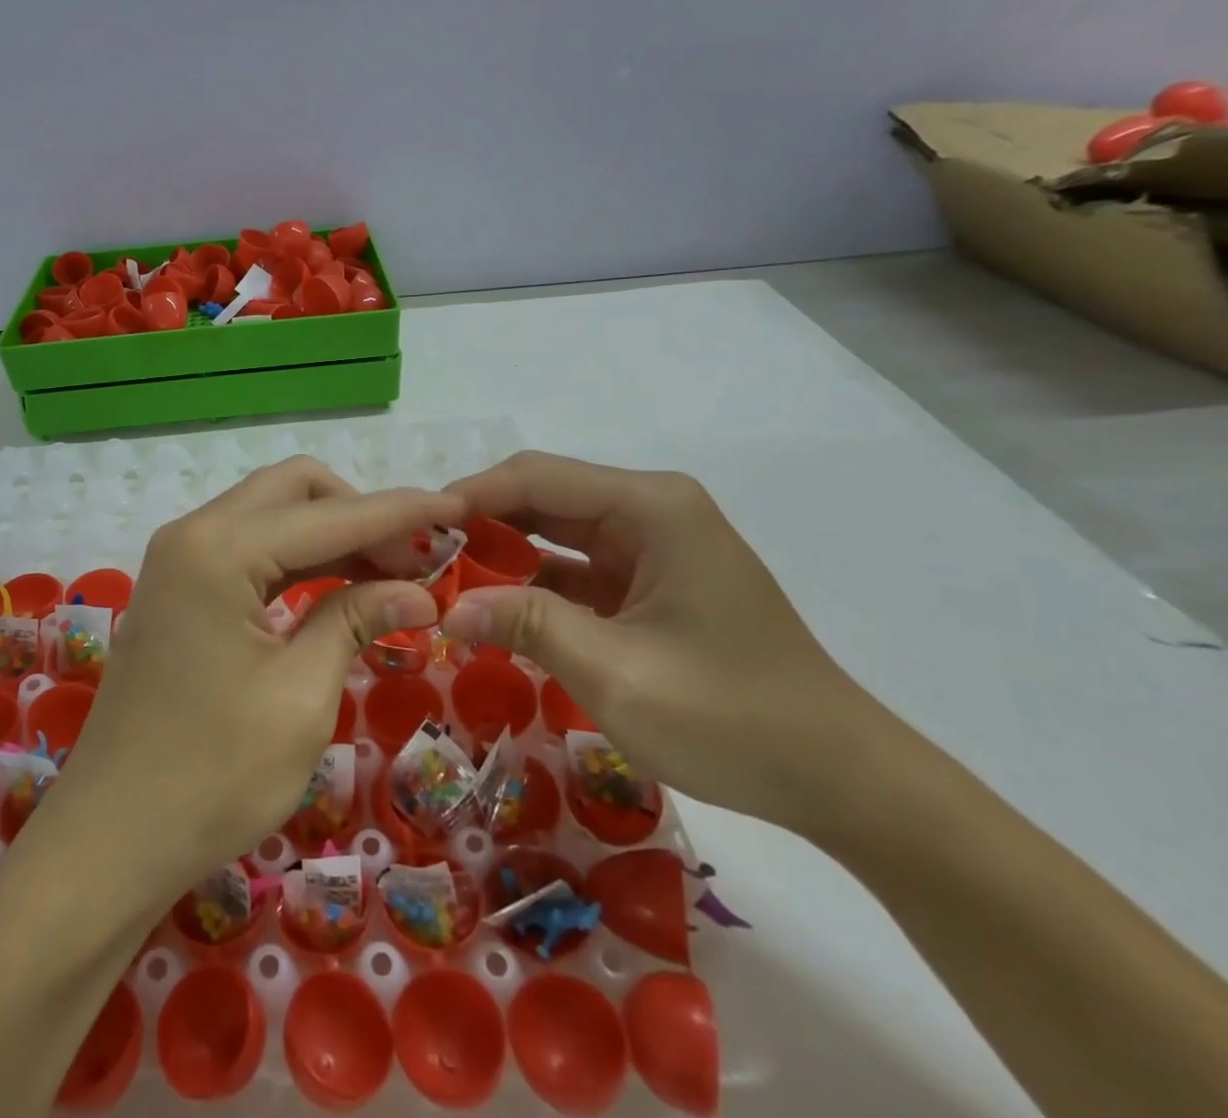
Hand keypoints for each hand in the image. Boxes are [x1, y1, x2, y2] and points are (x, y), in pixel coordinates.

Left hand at [53, 457, 458, 899]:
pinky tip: (340, 586)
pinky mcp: (178, 588)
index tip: (460, 509)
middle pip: (294, 491)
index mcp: (219, 549)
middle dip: (361, 512)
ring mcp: (179, 559)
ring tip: (394, 572)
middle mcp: (193, 533)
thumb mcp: (300, 698)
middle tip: (417, 558)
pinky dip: (299, 558)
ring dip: (333, 533)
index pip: (331, 514)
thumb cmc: (211, 777)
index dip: (402, 511)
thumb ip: (356, 621)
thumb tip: (419, 590)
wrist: (110, 840)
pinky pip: (250, 549)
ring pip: (271, 515)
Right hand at [441, 452, 884, 832]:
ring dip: (503, 554)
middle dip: (481, 524)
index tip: (414, 529)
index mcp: (650, 507)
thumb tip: (446, 610)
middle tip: (421, 558)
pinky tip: (494, 607)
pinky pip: (577, 567)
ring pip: (556, 531)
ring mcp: (653, 545)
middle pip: (543, 497)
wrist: (840, 778)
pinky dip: (535, 583)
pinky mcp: (652, 581)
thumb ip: (526, 625)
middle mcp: (651, 509)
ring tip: (443, 581)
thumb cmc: (732, 717)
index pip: (536, 477)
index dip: (470, 496)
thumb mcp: (616, 673)